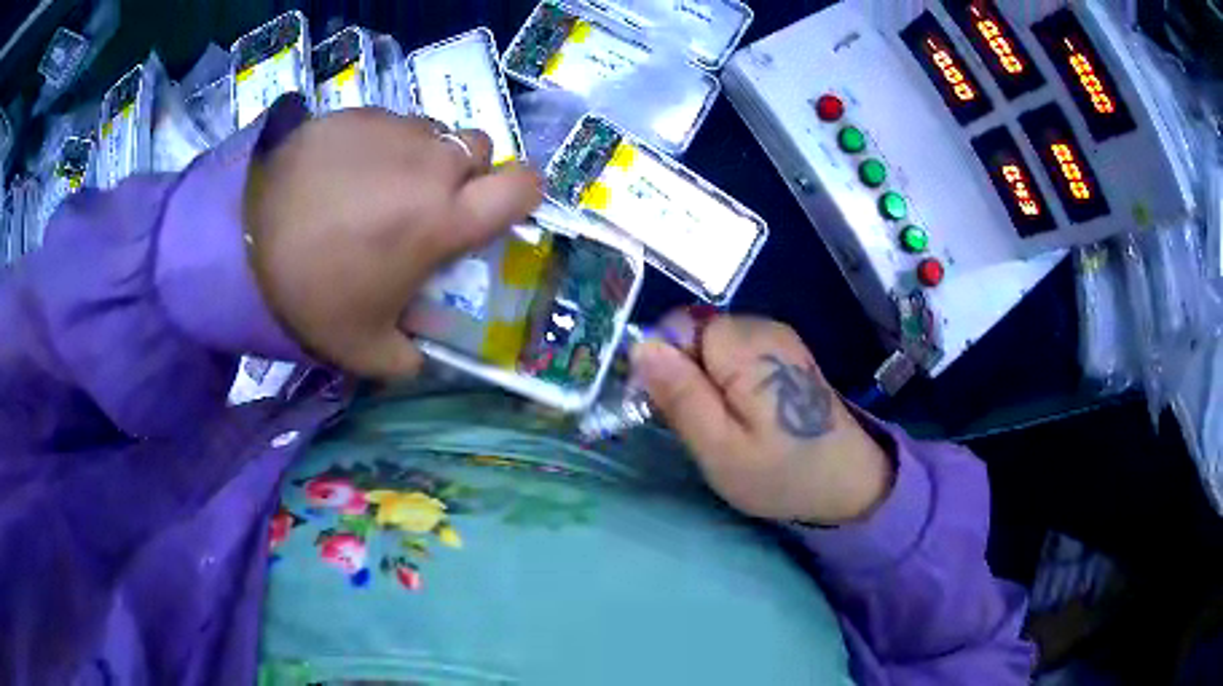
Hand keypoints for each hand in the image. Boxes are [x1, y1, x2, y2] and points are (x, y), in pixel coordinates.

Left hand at [244, 108, 542, 377]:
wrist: (238, 243)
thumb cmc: (308, 296)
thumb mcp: (365, 350)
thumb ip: (410, 356)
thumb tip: (425, 352)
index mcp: (443, 219)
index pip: (522, 186)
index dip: (522, 195)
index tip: (499, 210)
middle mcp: (429, 164)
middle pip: (479, 149)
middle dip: (466, 173)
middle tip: (427, 203)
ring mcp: (392, 130)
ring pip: (434, 132)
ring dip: (423, 156)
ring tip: (379, 186)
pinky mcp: (356, 113)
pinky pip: (390, 123)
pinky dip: (382, 144)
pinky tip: (344, 171)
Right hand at [632, 314, 893, 525]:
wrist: (848, 480)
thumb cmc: (781, 473)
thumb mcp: (719, 448)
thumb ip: (680, 395)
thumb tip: (641, 347)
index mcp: (745, 347)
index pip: (676, 326)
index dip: (663, 364)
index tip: (670, 408)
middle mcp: (762, 327)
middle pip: (695, 332)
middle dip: (685, 372)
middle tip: (700, 424)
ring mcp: (778, 337)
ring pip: (713, 344)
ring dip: (706, 379)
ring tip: (724, 423)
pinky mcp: (785, 351)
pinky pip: (736, 352)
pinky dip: (728, 379)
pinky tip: (745, 413)